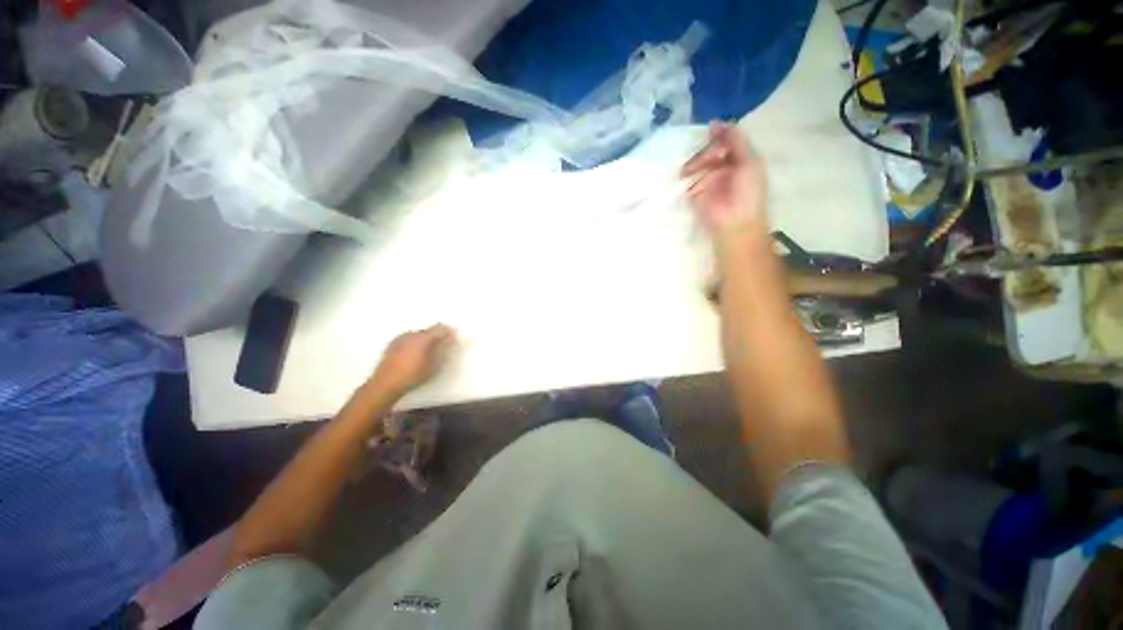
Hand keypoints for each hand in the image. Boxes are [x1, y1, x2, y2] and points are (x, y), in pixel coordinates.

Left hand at [370, 324, 456, 396]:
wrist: (386, 383)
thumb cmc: (414, 374)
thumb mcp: (435, 364)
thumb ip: (444, 349)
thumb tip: (451, 339)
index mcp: (424, 337)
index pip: (441, 328)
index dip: (449, 332)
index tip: (454, 338)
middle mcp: (412, 333)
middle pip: (428, 331)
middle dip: (436, 337)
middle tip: (440, 347)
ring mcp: (400, 338)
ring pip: (417, 335)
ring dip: (423, 341)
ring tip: (425, 353)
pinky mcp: (392, 344)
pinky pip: (407, 340)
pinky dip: (413, 344)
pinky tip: (412, 355)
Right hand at [682, 122, 767, 235]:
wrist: (735, 223)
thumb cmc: (748, 193)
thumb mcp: (749, 161)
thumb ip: (736, 140)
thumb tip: (714, 123)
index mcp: (739, 159)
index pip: (726, 140)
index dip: (718, 135)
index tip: (709, 132)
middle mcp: (722, 167)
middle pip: (709, 150)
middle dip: (707, 151)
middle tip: (710, 158)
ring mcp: (707, 180)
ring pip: (697, 162)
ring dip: (696, 162)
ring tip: (695, 169)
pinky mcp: (694, 193)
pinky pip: (687, 178)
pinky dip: (686, 174)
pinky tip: (687, 175)